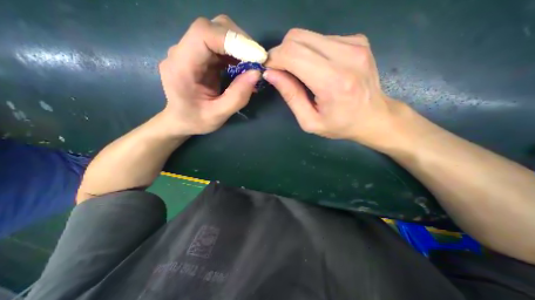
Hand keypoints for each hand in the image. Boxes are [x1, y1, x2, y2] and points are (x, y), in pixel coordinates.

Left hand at [158, 14, 260, 134]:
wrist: (181, 120)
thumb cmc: (196, 120)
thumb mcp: (218, 115)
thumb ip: (237, 96)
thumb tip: (257, 73)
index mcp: (181, 66)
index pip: (203, 34)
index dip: (232, 39)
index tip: (256, 56)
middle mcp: (182, 52)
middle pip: (213, 28)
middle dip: (240, 41)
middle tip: (257, 61)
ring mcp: (190, 51)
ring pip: (218, 33)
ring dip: (240, 46)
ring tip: (253, 65)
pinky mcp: (200, 55)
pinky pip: (220, 45)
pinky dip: (236, 52)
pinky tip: (244, 66)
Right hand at [264, 28, 409, 146]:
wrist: (374, 117)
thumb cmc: (340, 125)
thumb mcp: (309, 121)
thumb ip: (290, 96)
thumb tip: (271, 74)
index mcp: (333, 81)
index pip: (292, 54)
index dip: (274, 59)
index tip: (269, 70)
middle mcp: (346, 55)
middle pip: (297, 37)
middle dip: (281, 53)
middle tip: (281, 71)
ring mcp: (354, 44)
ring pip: (308, 35)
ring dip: (296, 53)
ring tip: (300, 73)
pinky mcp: (358, 40)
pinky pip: (321, 38)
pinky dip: (311, 52)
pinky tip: (317, 68)